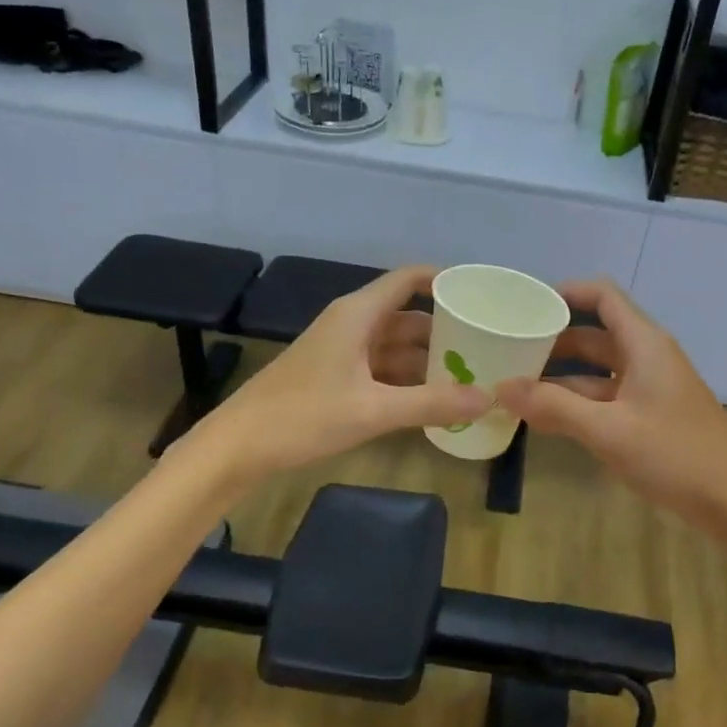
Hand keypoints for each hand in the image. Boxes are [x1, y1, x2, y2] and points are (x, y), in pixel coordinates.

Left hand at [193, 264, 489, 482]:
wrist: (238, 446)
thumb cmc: (303, 416)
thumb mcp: (373, 410)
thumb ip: (432, 404)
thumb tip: (487, 399)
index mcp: (358, 315)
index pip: (408, 280)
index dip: (444, 281)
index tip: (481, 296)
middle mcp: (351, 325)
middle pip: (407, 317)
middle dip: (444, 331)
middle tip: (487, 348)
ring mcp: (341, 352)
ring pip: (395, 346)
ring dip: (427, 360)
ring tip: (469, 376)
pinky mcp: (334, 377)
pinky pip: (380, 369)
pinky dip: (406, 380)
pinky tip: (431, 400)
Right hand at [495, 280, 726, 531]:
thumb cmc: (675, 455)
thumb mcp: (608, 430)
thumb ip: (554, 407)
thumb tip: (500, 388)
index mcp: (644, 344)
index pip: (603, 296)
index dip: (565, 293)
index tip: (525, 307)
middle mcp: (647, 358)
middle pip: (595, 334)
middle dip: (552, 341)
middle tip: (508, 352)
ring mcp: (650, 388)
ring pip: (597, 371)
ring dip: (560, 378)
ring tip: (515, 388)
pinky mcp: (650, 416)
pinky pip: (606, 398)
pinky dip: (577, 403)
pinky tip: (546, 419)